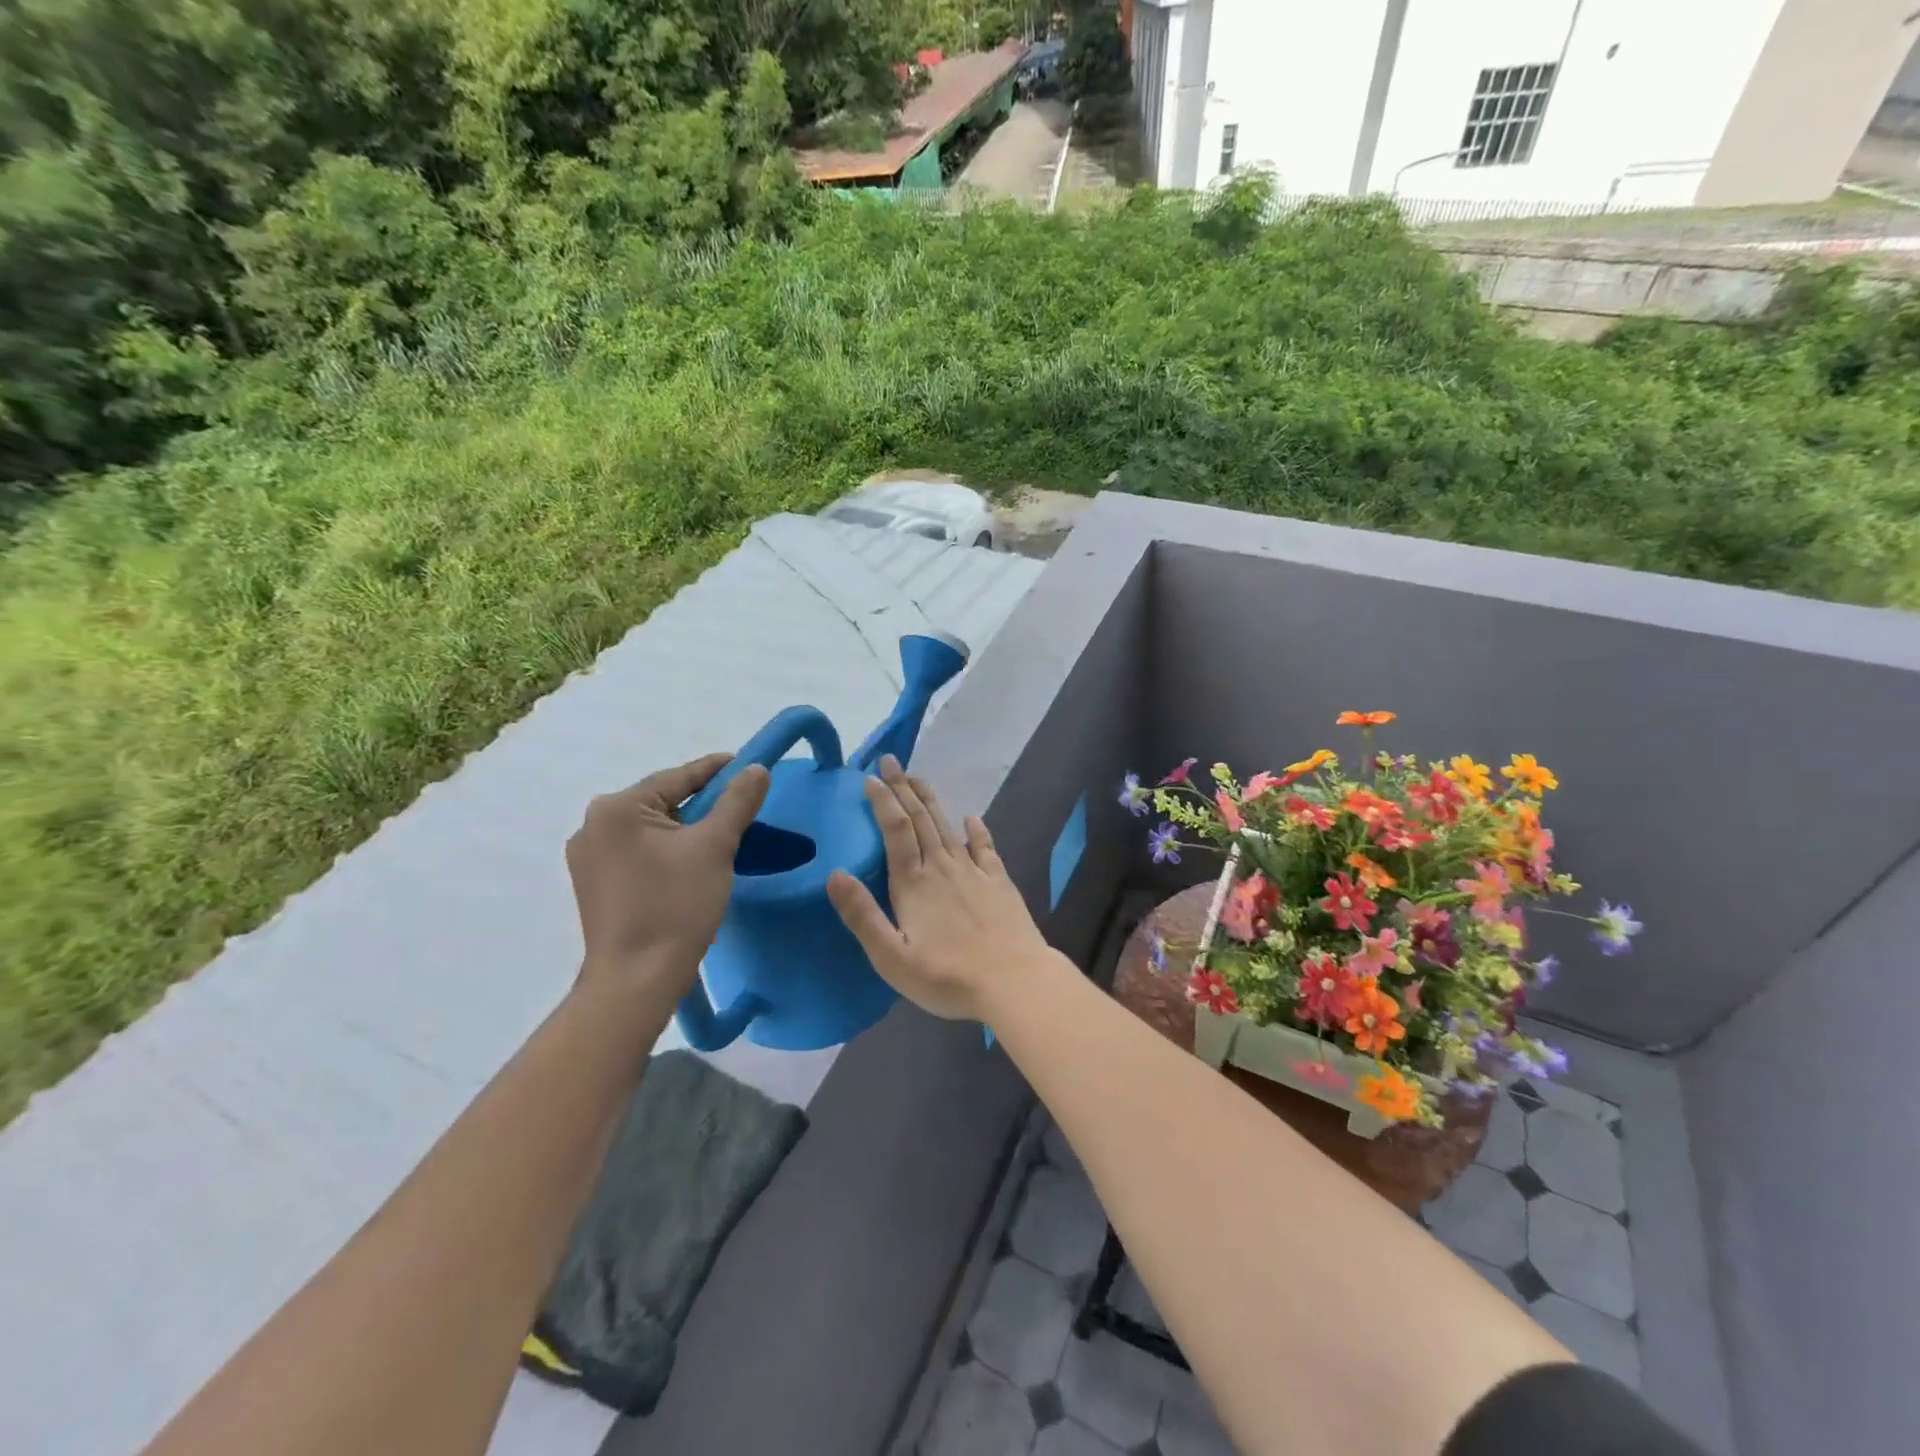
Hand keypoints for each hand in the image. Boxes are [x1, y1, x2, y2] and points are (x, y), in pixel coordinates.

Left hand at [566, 754, 769, 996]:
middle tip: (741, 805)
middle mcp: (593, 825)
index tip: (749, 766)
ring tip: (721, 835)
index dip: (718, 770)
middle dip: (702, 802)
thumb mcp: (715, 847)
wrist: (636, 981)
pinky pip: (638, 851)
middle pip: (662, 800)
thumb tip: (756, 768)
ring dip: (685, 827)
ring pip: (651, 827)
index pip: (678, 777)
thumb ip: (737, 801)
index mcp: (617, 808)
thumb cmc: (675, 906)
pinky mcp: (593, 884)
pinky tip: (690, 863)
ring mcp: (588, 857)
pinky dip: (667, 849)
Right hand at [826, 757, 1057, 1022]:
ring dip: (930, 800)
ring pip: (947, 826)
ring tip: (918, 778)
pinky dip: (976, 830)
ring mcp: (974, 872)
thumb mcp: (892, 957)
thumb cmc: (947, 976)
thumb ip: (862, 915)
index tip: (870, 779)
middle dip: (903, 788)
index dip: (883, 801)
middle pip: (920, 819)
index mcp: (913, 884)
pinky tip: (972, 817)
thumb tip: (835, 874)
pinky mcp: (999, 883)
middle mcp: (942, 868)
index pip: (895, 830)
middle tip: (890, 762)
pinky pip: (985, 848)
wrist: (1013, 981)